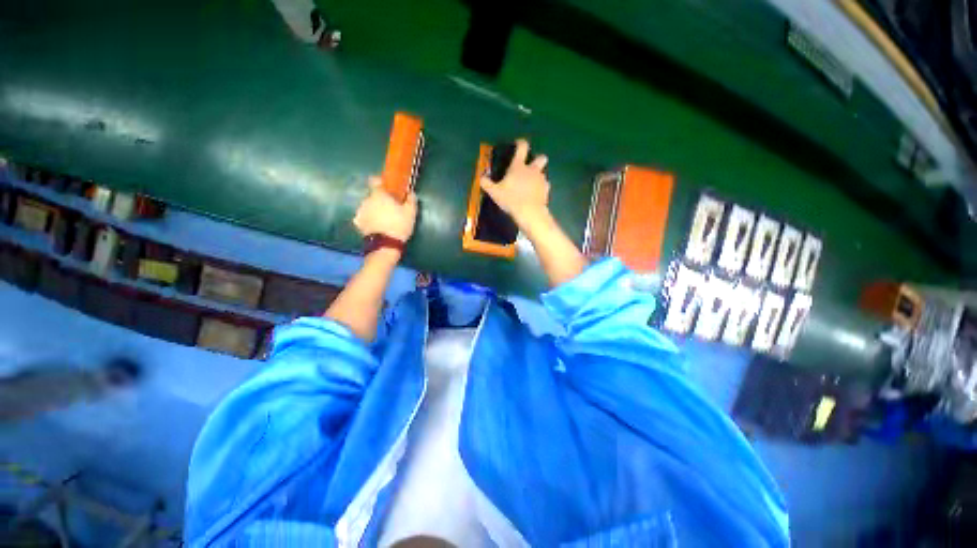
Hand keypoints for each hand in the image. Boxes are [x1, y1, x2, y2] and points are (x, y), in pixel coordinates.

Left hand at [353, 176, 417, 242]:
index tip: (388, 187)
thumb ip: (411, 200)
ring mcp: (360, 212)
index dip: (381, 182)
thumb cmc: (399, 225)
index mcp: (379, 195)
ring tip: (384, 219)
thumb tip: (411, 192)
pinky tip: (377, 226)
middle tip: (390, 208)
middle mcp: (366, 200)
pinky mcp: (358, 223)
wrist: (385, 245)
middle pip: (372, 196)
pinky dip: (369, 220)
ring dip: (374, 210)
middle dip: (380, 200)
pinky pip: (364, 217)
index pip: (375, 180)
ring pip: (368, 206)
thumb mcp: (411, 213)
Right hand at [479, 139, 550, 229]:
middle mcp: (532, 170)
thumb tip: (481, 178)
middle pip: (541, 158)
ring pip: (543, 173)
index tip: (518, 144)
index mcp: (518, 166)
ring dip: (538, 177)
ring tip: (531, 185)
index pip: (522, 147)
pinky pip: (545, 186)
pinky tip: (536, 195)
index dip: (521, 143)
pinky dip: (541, 189)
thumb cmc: (510, 199)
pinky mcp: (546, 190)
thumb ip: (487, 184)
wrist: (529, 212)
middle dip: (538, 160)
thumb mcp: (494, 192)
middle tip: (531, 167)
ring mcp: (541, 180)